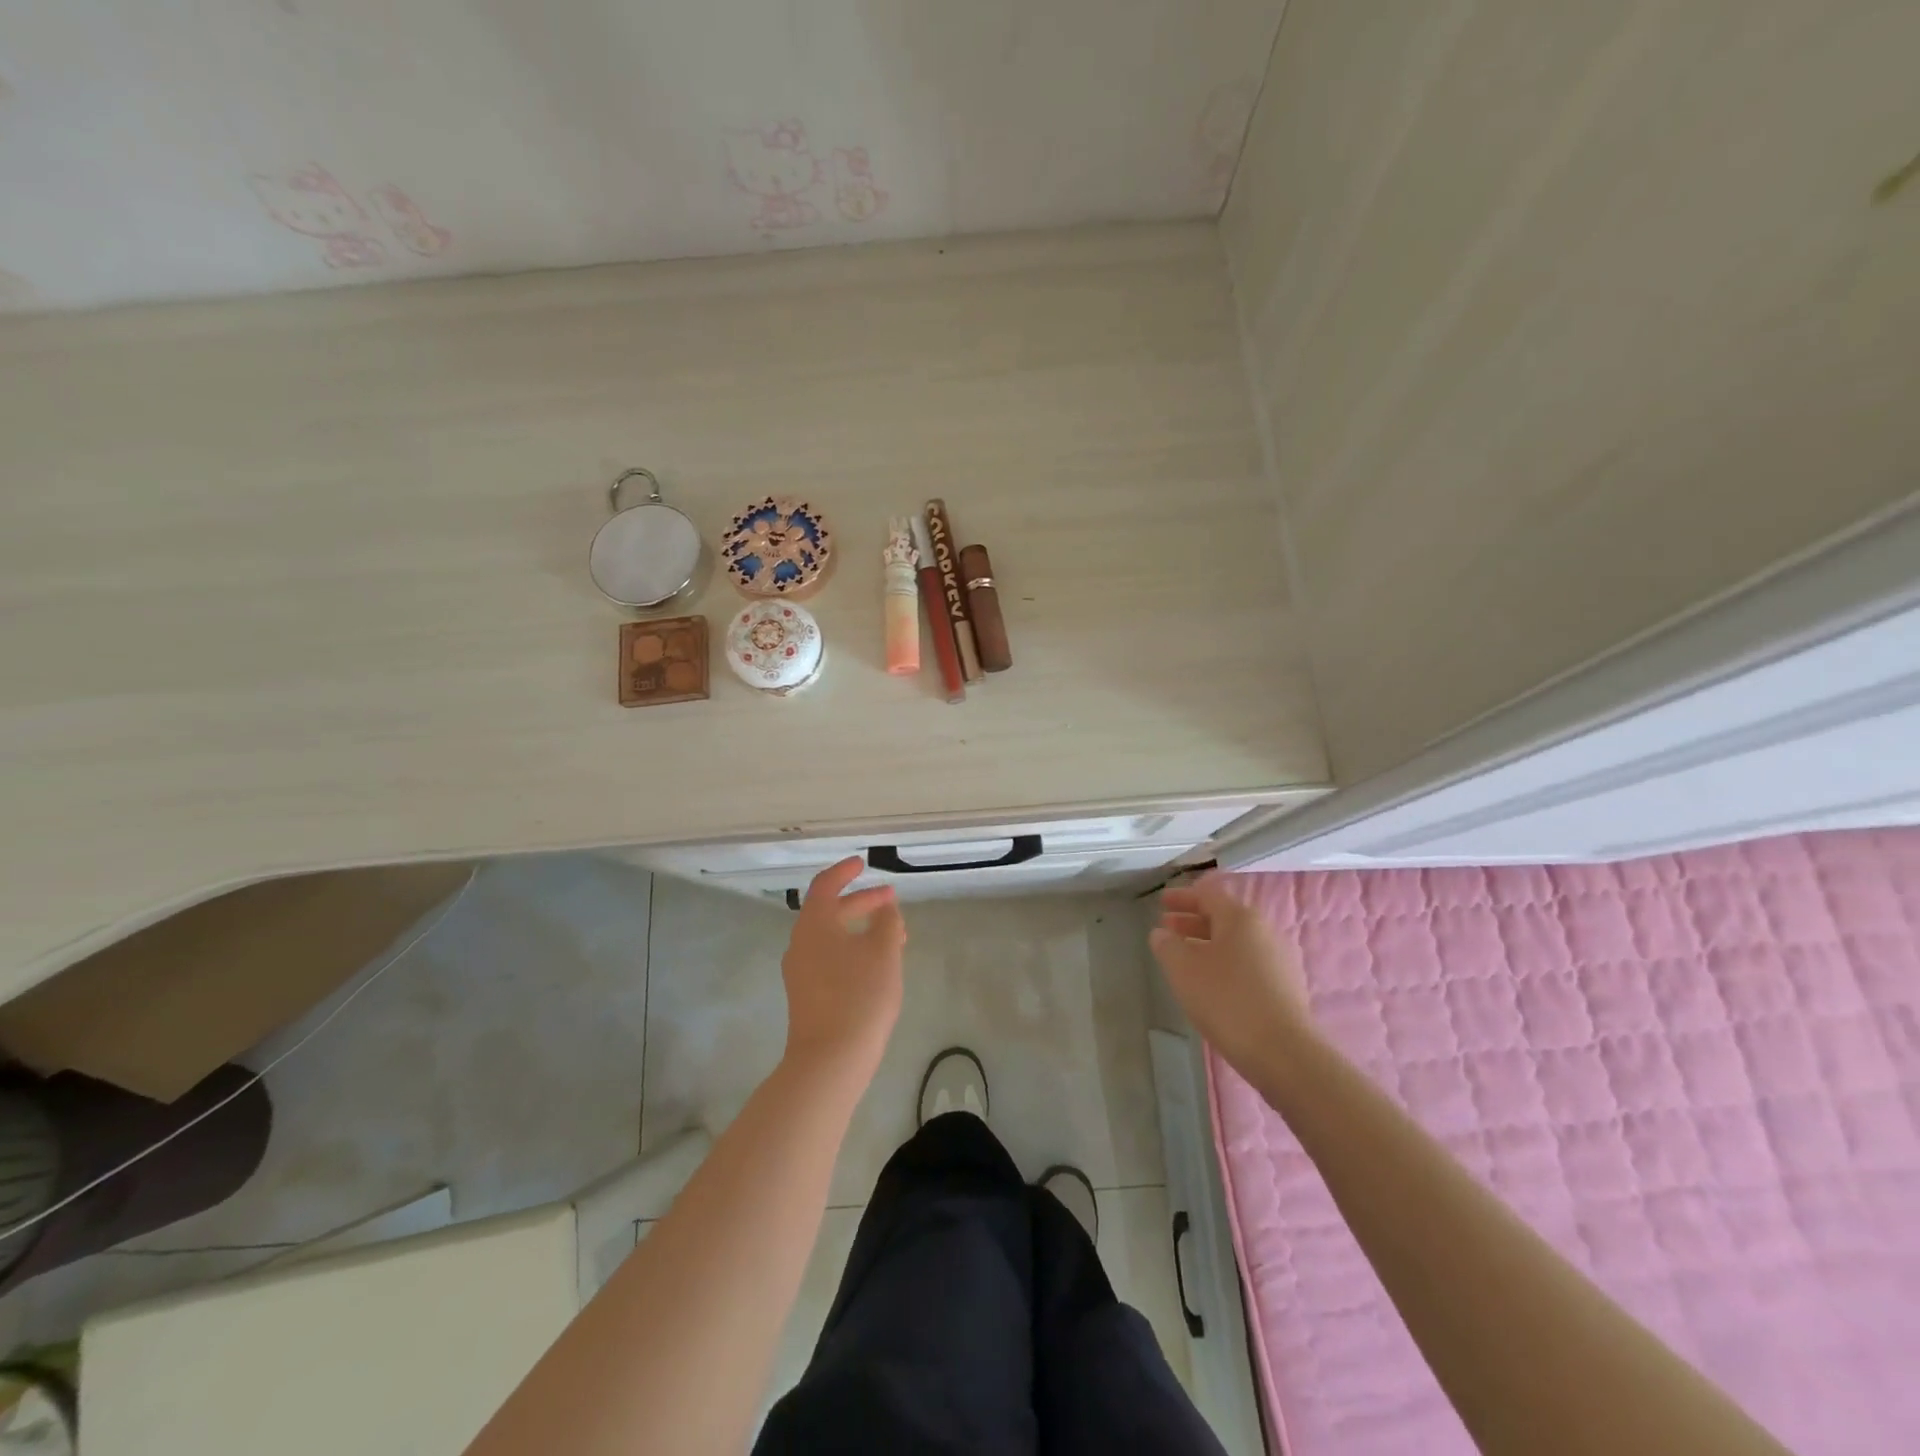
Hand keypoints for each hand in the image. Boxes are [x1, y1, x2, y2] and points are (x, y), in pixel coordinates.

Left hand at [781, 857, 906, 1082]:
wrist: (829, 1060)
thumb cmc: (859, 997)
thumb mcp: (883, 952)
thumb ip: (886, 922)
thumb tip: (884, 909)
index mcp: (814, 924)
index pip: (826, 885)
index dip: (845, 871)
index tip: (863, 863)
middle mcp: (801, 943)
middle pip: (829, 911)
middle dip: (861, 903)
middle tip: (891, 902)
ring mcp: (800, 971)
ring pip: (831, 937)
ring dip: (859, 929)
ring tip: (892, 936)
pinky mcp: (806, 994)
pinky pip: (829, 958)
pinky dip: (851, 950)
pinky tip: (875, 965)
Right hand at [1150, 873, 1312, 1079]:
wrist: (1283, 1053)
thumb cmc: (1227, 999)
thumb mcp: (1183, 969)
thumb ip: (1167, 945)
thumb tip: (1161, 933)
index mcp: (1241, 918)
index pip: (1208, 895)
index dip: (1182, 897)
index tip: (1162, 902)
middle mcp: (1265, 931)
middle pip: (1224, 917)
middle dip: (1193, 921)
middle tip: (1167, 927)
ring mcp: (1280, 960)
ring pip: (1236, 942)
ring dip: (1208, 943)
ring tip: (1185, 957)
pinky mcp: (1286, 988)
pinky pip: (1248, 963)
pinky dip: (1225, 963)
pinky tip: (1211, 982)